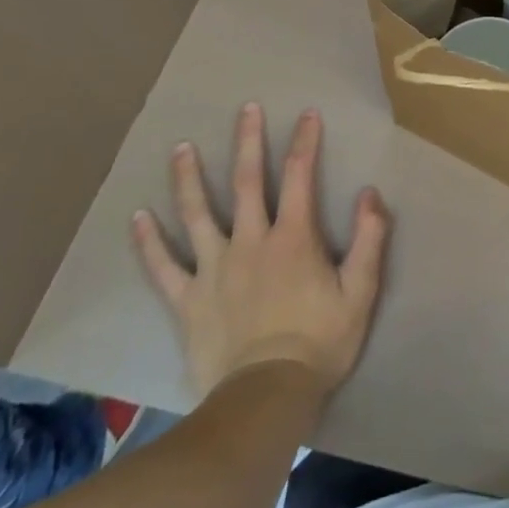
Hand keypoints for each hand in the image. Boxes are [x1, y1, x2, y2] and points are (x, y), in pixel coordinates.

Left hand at [133, 104, 390, 399]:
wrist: (266, 398)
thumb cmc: (320, 342)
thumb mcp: (361, 290)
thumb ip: (369, 238)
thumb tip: (370, 192)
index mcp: (293, 237)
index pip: (300, 175)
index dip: (305, 141)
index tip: (308, 114)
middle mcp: (250, 241)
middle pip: (247, 182)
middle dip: (248, 141)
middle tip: (246, 109)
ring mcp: (214, 269)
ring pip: (198, 214)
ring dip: (189, 178)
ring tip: (182, 147)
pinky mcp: (188, 300)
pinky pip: (163, 267)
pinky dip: (149, 242)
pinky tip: (138, 218)